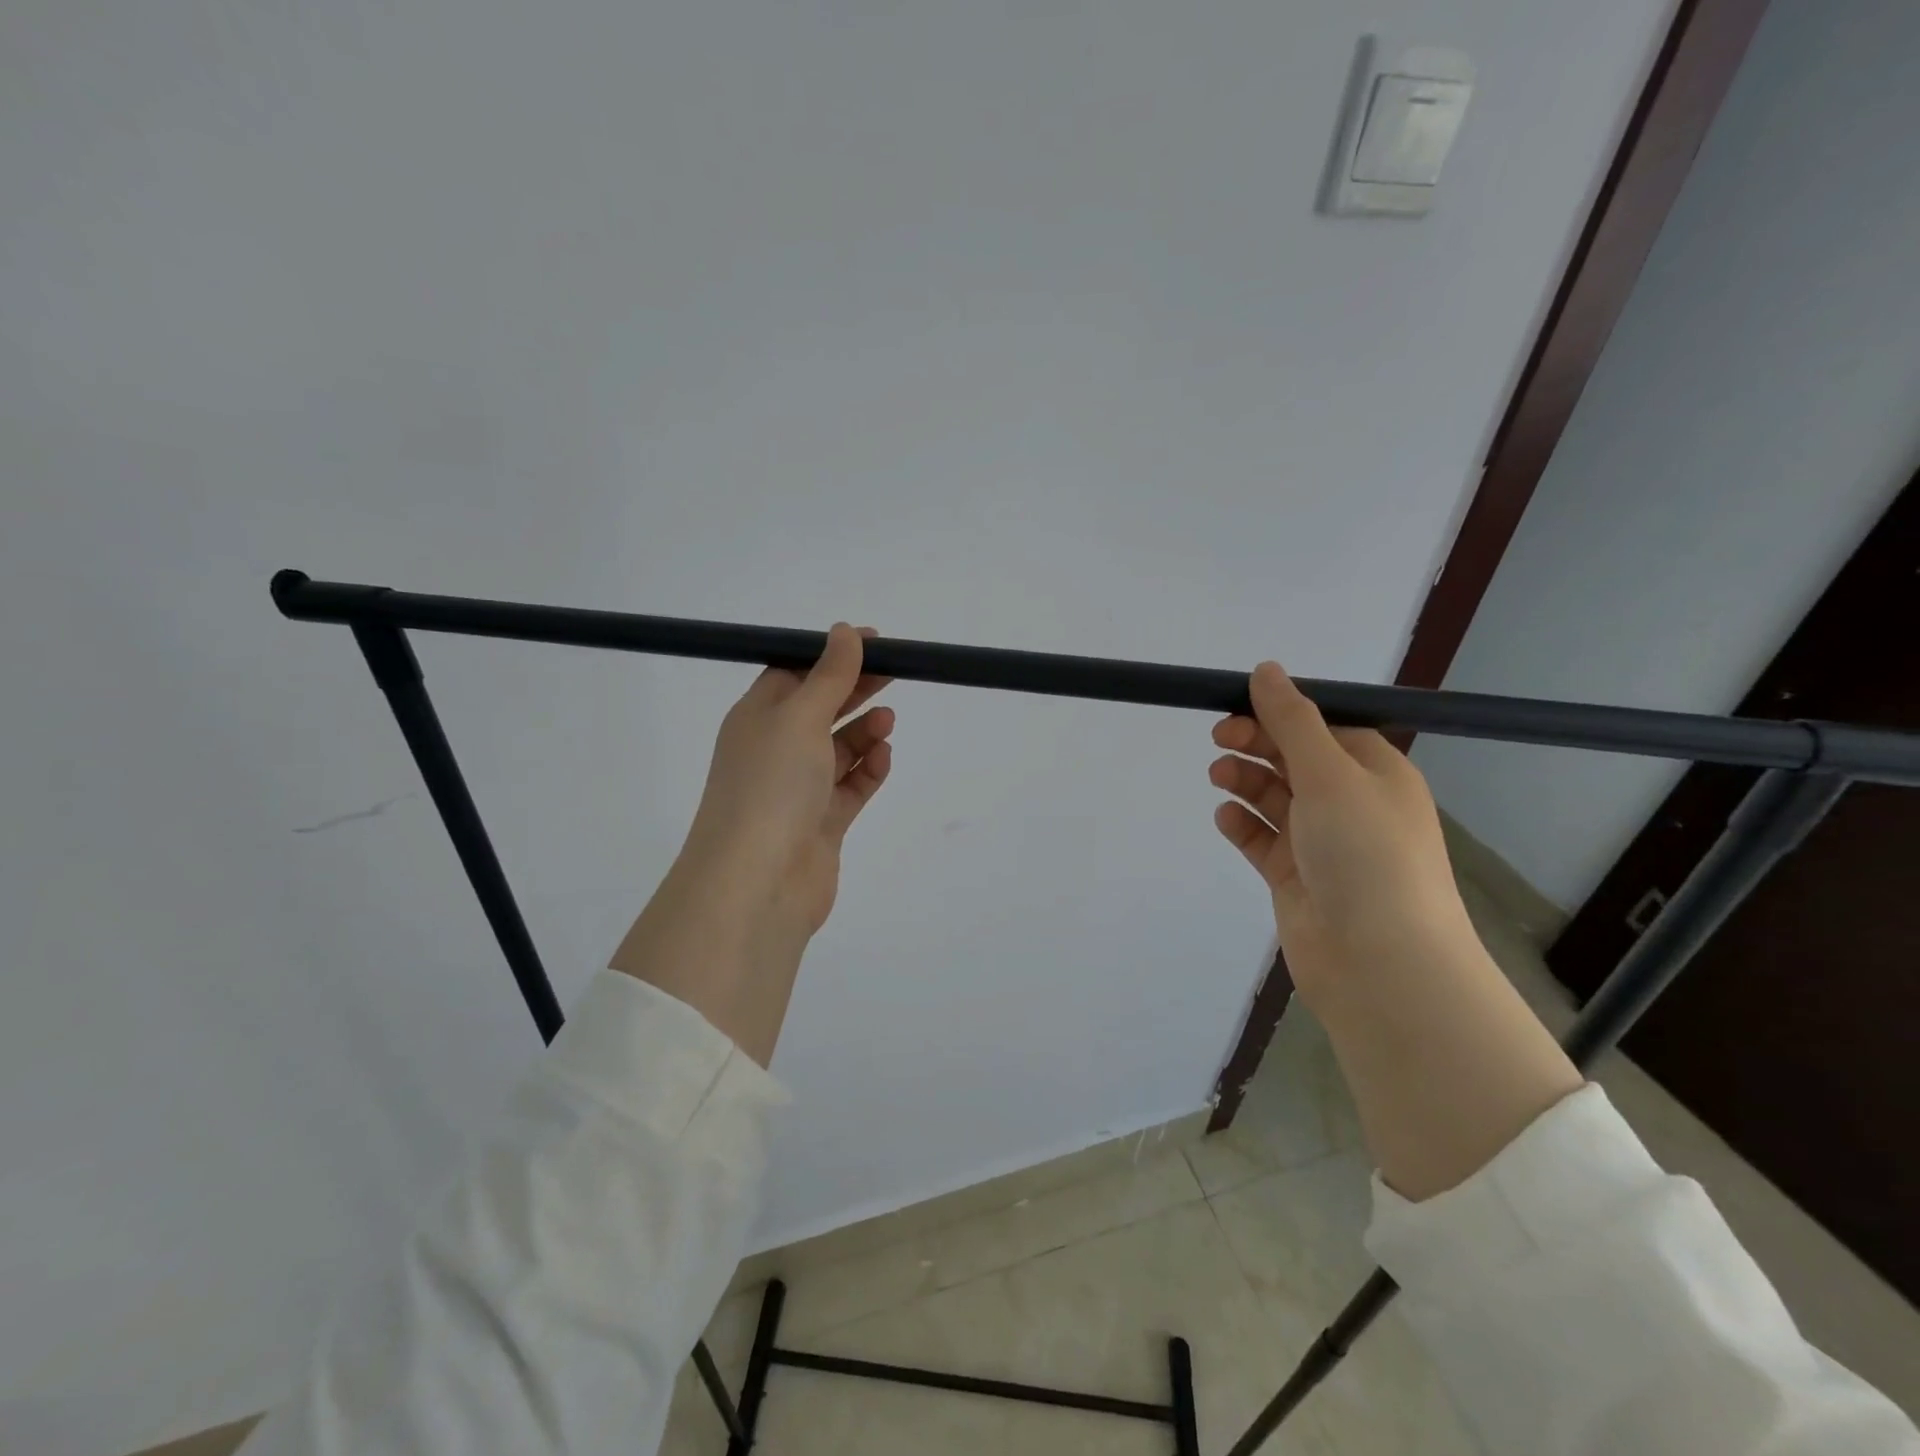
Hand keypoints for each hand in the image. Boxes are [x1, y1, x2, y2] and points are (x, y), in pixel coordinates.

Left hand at [681, 622, 894, 942]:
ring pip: (838, 750)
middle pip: (820, 709)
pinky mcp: (821, 823)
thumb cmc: (772, 785)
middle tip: (896, 672)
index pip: (794, 674)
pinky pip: (850, 788)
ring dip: (864, 732)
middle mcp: (774, 750)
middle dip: (855, 690)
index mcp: (757, 718)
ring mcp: (798, 790)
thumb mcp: (800, 717)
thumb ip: (829, 675)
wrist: (758, 882)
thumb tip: (844, 631)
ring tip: (887, 722)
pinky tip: (883, 758)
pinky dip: (868, 771)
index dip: (831, 656)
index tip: (872, 643)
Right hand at [1208, 662, 1477, 1010]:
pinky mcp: (1297, 878)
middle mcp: (1351, 804)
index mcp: (1375, 773)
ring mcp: (1323, 843)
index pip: (1324, 726)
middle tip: (1218, 740)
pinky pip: (1263, 840)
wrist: (1381, 963)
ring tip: (1218, 778)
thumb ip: (1292, 721)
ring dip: (1246, 781)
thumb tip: (1266, 669)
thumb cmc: (1366, 854)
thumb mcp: (1330, 774)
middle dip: (1256, 744)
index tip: (1237, 706)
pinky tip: (1225, 819)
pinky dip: (1243, 825)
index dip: (1280, 713)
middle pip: (1295, 759)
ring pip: (1275, 798)